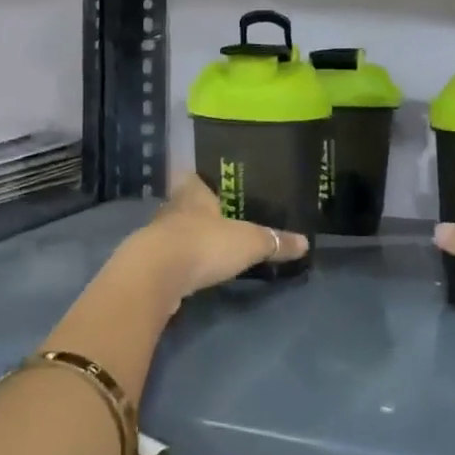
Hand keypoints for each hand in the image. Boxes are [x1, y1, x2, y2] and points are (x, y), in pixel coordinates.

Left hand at [120, 173, 309, 312]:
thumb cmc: (204, 244)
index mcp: (193, 193)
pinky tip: (192, 271)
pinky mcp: (148, 264)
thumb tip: (305, 242)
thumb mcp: (249, 242)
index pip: (196, 178)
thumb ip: (275, 241)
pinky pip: (168, 257)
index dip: (204, 181)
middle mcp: (172, 209)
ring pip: (175, 231)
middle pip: (185, 205)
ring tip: (209, 246)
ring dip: (188, 238)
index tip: (216, 186)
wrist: (155, 276)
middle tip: (220, 219)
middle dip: (199, 212)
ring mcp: (156, 237)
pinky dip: (180, 262)